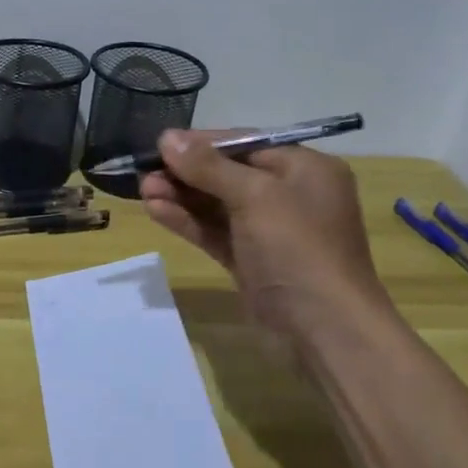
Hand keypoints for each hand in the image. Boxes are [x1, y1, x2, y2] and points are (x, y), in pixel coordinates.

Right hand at [140, 130, 390, 331]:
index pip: (244, 143)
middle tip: (143, 172)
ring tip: (142, 191)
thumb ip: (208, 166)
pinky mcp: (251, 260)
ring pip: (216, 204)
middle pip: (227, 173)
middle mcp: (289, 195)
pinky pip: (214, 231)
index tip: (159, 143)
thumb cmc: (298, 249)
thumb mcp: (255, 196)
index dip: (201, 143)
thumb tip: (167, 137)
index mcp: (304, 169)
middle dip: (185, 172)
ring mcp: (269, 231)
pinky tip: (156, 211)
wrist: (325, 330)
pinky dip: (187, 221)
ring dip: (180, 196)